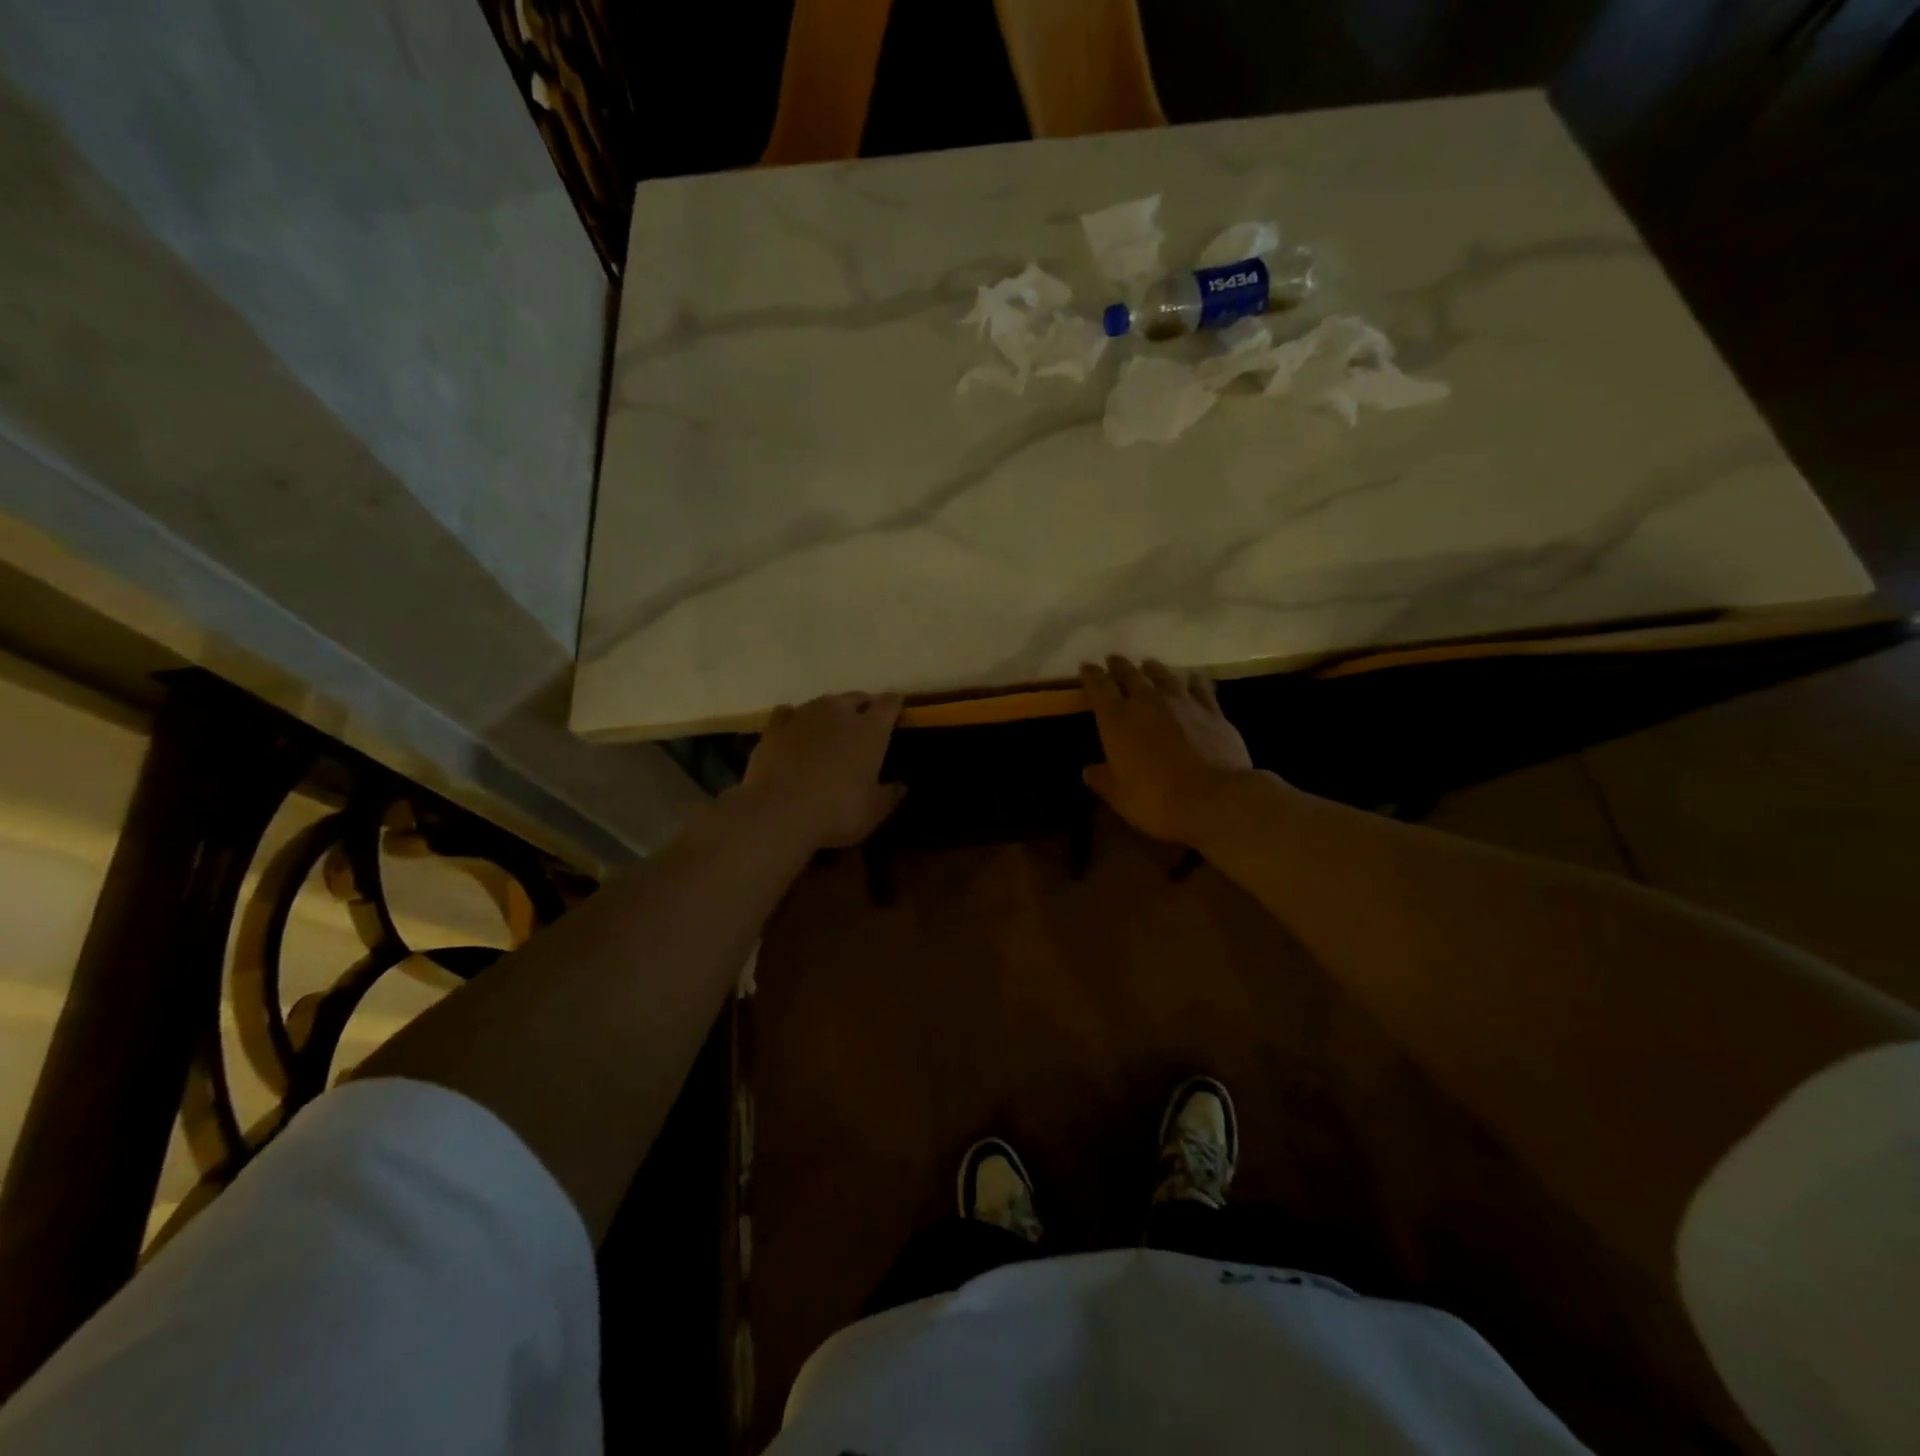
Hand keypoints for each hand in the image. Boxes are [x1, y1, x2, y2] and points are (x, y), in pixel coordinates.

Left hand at [742, 693, 907, 848]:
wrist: (778, 813)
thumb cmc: (837, 812)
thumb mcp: (874, 812)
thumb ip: (891, 795)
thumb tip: (903, 785)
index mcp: (871, 730)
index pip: (889, 704)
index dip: (895, 705)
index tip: (898, 710)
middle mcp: (839, 713)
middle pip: (857, 697)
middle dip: (864, 706)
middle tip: (866, 723)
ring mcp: (804, 716)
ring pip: (824, 702)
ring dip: (832, 711)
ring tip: (832, 727)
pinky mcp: (774, 728)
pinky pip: (788, 713)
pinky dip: (795, 718)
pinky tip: (795, 729)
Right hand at [1080, 657, 1256, 845]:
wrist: (1215, 799)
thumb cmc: (1156, 800)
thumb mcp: (1120, 797)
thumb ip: (1103, 780)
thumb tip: (1089, 770)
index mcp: (1116, 720)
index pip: (1098, 687)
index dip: (1090, 675)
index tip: (1086, 667)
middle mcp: (1147, 702)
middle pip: (1130, 674)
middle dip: (1119, 666)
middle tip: (1114, 660)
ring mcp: (1182, 703)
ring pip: (1164, 675)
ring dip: (1153, 669)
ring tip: (1147, 664)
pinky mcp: (1212, 711)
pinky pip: (1200, 688)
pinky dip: (1193, 680)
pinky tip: (1193, 677)